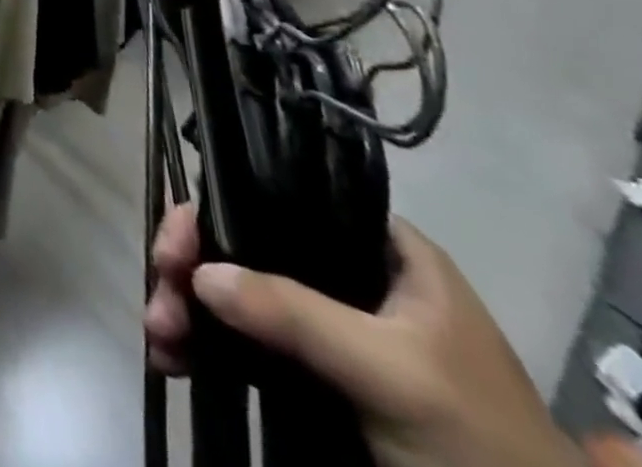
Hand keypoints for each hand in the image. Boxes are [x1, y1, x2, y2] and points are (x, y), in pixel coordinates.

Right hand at [145, 204, 579, 466]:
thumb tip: (199, 274)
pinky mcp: (318, 377)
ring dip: (191, 312)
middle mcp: (348, 275)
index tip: (176, 248)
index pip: (278, 198)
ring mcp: (331, 328)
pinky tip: (173, 361)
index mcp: (379, 249)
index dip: (219, 212)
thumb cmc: (481, 445)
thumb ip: (297, 314)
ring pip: (240, 295)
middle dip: (193, 272)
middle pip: (248, 247)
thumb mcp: (393, 375)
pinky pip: (248, 345)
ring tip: (160, 342)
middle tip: (160, 306)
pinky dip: (207, 349)